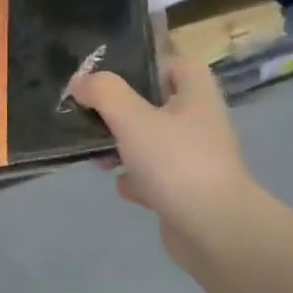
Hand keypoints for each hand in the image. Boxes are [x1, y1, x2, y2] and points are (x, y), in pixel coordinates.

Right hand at [69, 54, 267, 276]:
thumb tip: (80, 81)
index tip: (115, 75)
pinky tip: (122, 186)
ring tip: (97, 153)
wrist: (212, 228)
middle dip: (123, 111)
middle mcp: (200, 123)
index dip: (149, 64)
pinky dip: (136, 180)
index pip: (179, 65)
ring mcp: (194, 160)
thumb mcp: (132, 117)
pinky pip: (154, 177)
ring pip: (152, 143)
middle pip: (158, 105)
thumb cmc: (175, 162)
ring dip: (124, 147)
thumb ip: (103, 93)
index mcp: (196, 96)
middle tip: (93, 115)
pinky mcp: (186, 191)